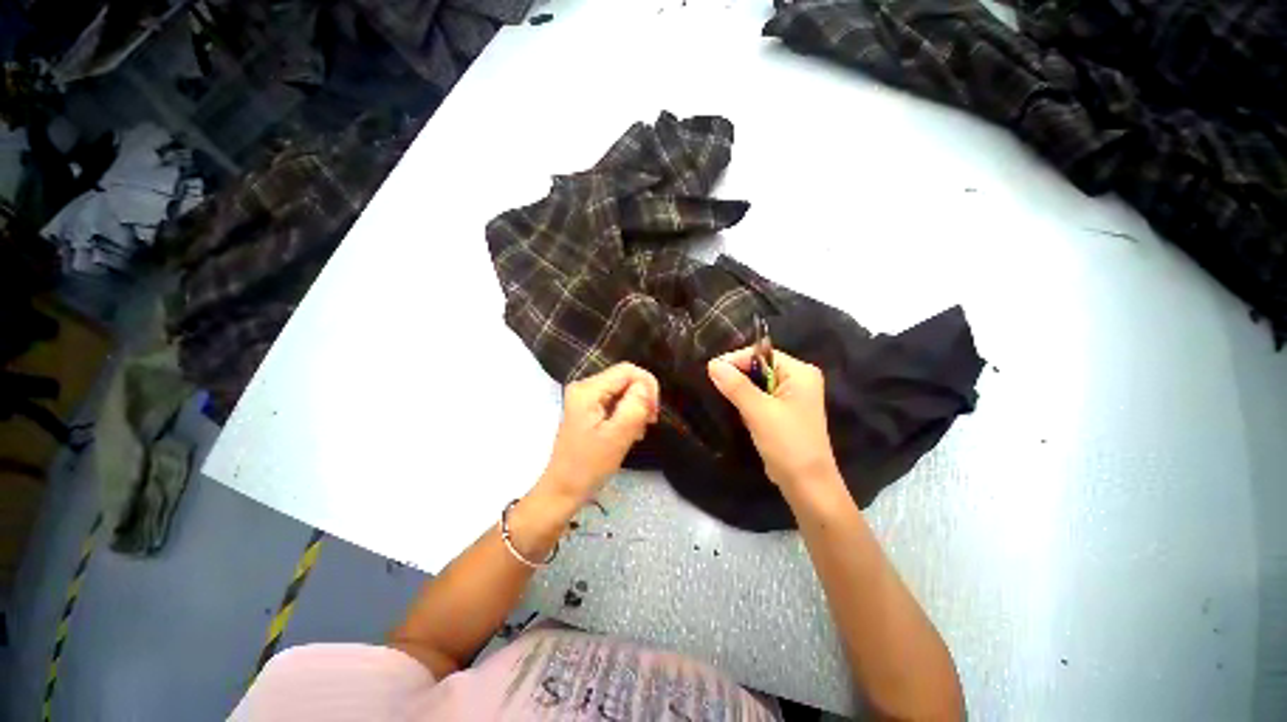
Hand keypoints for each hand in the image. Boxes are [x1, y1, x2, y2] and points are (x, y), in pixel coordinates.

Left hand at [539, 362, 659, 503]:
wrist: (563, 489)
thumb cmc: (588, 466)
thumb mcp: (617, 437)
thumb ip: (634, 407)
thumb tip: (646, 386)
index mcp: (588, 390)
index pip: (628, 370)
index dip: (647, 386)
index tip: (653, 413)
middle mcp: (585, 387)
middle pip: (625, 379)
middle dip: (642, 398)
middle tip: (648, 424)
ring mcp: (586, 398)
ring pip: (623, 390)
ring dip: (636, 408)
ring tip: (637, 432)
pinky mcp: (589, 408)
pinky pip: (616, 401)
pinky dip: (627, 414)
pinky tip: (629, 432)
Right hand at [707, 347, 839, 488]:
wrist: (807, 485)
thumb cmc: (787, 444)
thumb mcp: (759, 411)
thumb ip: (735, 386)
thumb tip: (712, 364)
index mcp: (799, 372)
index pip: (761, 355)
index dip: (736, 360)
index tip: (710, 371)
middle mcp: (798, 380)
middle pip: (759, 368)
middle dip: (736, 376)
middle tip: (711, 383)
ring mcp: (791, 397)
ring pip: (757, 384)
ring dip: (739, 390)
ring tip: (717, 395)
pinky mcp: (783, 413)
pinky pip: (760, 398)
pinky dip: (746, 402)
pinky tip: (733, 409)